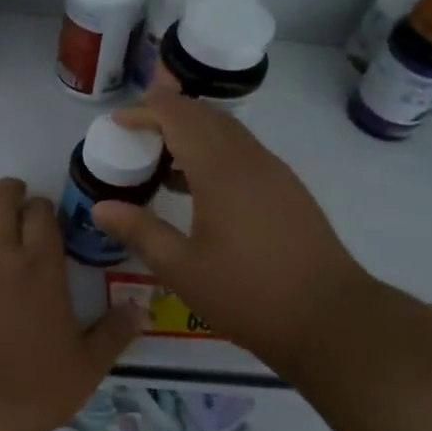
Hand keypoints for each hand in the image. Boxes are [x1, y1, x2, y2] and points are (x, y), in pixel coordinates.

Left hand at [0, 178, 143, 430]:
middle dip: (11, 190)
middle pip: (2, 201)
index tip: (44, 210)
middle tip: (15, 191)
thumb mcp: (83, 370)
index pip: (43, 217)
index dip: (44, 207)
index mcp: (40, 269)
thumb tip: (141, 307)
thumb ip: (113, 335)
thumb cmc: (23, 389)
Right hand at [91, 85, 373, 369]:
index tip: (117, 121)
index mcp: (221, 170)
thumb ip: (140, 232)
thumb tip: (100, 207)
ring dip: (193, 131)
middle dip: (168, 112)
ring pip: (228, 132)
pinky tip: (198, 186)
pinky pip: (243, 152)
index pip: (179, 117)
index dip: (146, 111)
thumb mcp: (182, 269)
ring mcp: (274, 172)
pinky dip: (214, 151)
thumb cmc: (249, 294)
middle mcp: (249, 159)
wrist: (331, 319)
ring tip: (160, 156)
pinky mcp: (287, 190)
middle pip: (205, 115)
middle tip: (135, 128)